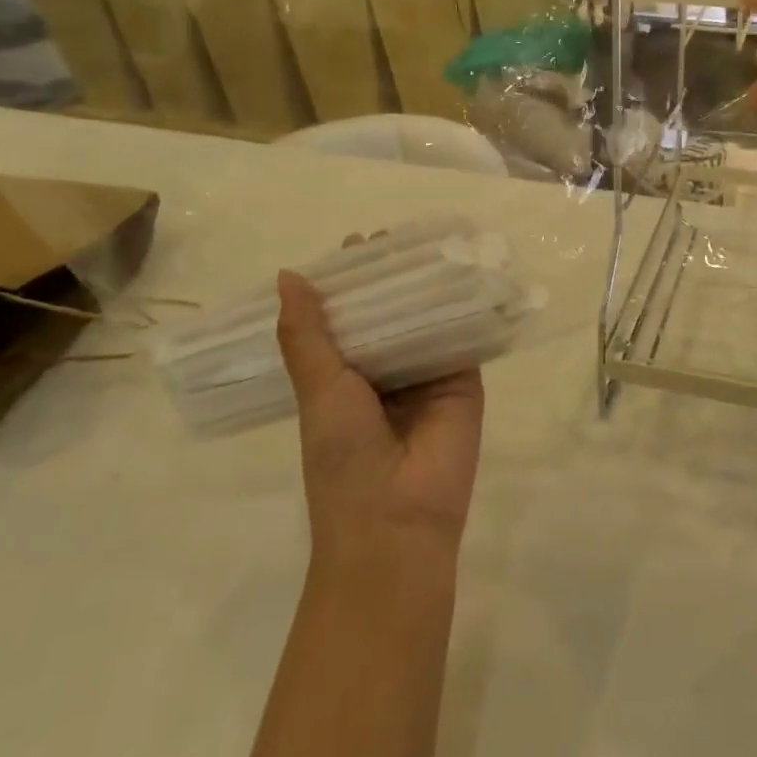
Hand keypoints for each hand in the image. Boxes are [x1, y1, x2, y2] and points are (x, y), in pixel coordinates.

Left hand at [276, 261, 483, 573]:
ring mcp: (428, 373)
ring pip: (427, 318)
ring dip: (427, 286)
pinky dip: (463, 306)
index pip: (349, 318)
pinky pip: (463, 335)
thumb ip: (307, 334)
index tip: (355, 244)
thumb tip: (289, 275)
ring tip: (430, 240)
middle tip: (394, 234)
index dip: (350, 283)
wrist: (397, 521)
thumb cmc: (344, 457)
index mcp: (346, 376)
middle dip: (392, 277)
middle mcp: (387, 370)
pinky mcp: (464, 379)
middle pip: (391, 312)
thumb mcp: (318, 391)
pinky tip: (466, 270)